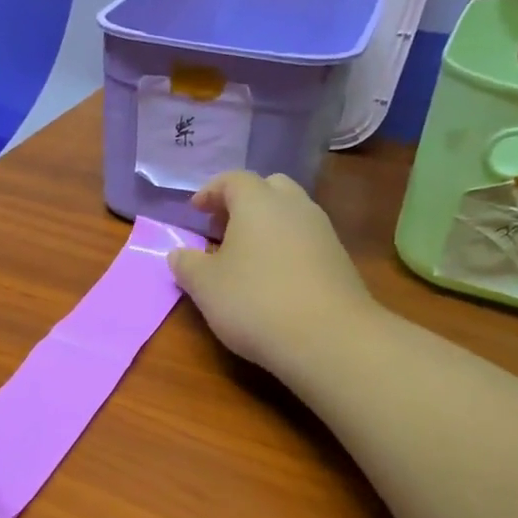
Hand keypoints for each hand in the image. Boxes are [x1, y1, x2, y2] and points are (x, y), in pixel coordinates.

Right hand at [168, 171, 378, 383]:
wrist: (328, 337)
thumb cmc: (254, 301)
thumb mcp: (205, 286)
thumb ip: (186, 264)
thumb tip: (178, 253)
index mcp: (258, 202)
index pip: (232, 180)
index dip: (210, 192)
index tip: (195, 211)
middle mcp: (294, 206)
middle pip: (268, 188)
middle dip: (243, 202)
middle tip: (222, 228)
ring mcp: (322, 231)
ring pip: (290, 213)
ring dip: (266, 226)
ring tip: (245, 256)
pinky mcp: (338, 259)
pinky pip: (305, 239)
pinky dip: (285, 247)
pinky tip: (273, 278)